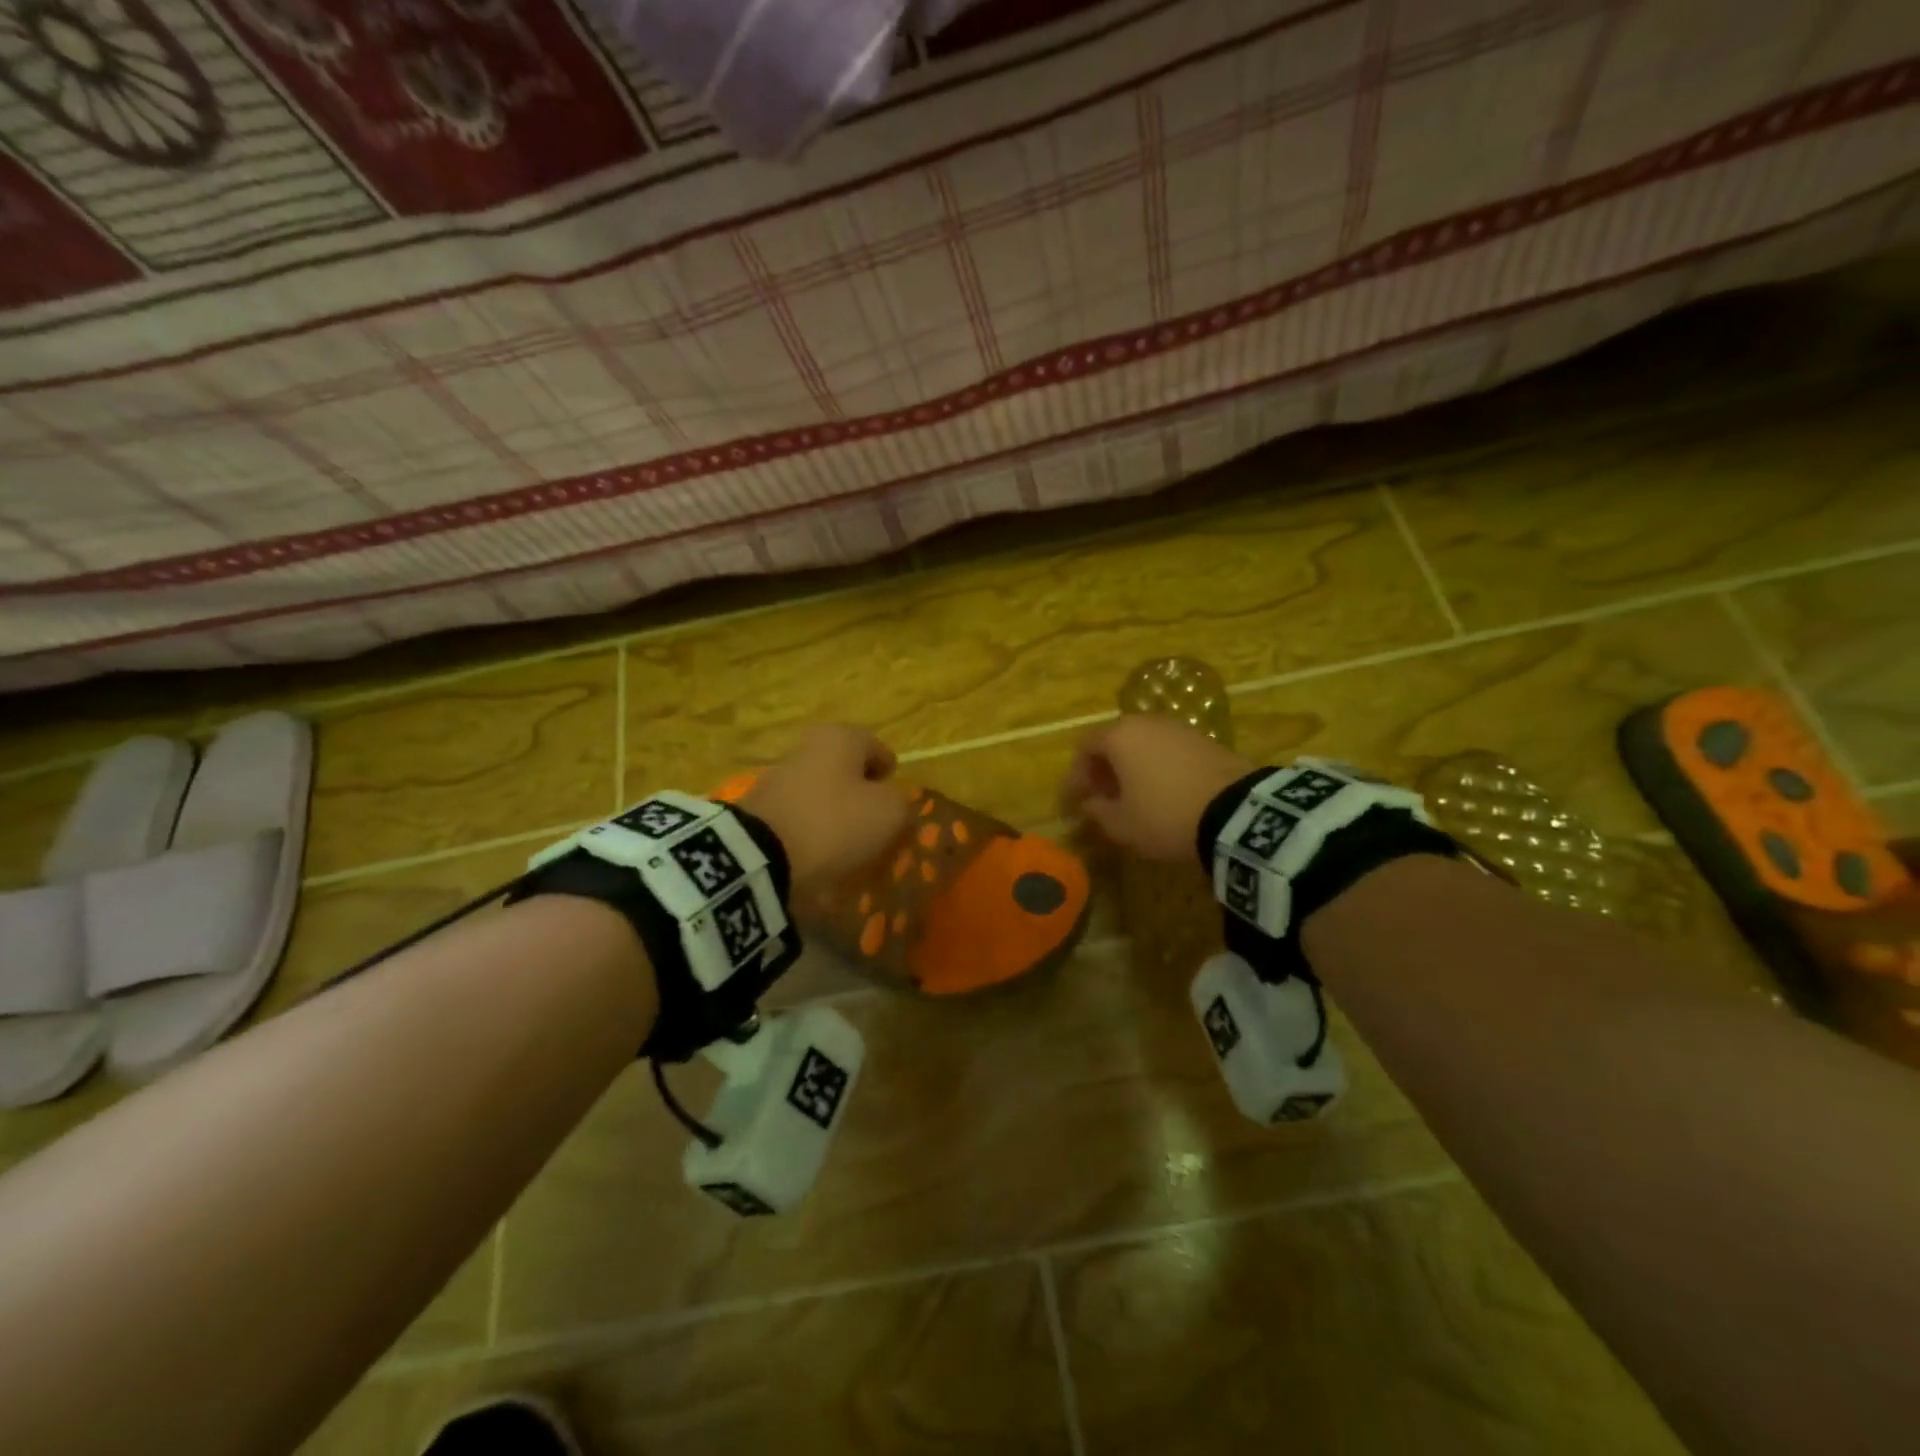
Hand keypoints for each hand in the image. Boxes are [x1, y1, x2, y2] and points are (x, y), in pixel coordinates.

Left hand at [740, 725, 911, 889]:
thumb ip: (901, 804)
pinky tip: (821, 857)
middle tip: (877, 825)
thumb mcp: (889, 814)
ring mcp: (778, 778)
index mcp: (840, 738)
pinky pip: (799, 819)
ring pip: (821, 795)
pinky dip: (812, 833)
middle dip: (862, 795)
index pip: (877, 747)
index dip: (891, 773)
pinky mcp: (760, 811)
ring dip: (836, 815)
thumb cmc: (835, 822)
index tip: (897, 800)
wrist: (759, 856)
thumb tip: (894, 806)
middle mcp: (807, 748)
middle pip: (846, 770)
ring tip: (850, 847)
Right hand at [1063, 716, 1253, 860]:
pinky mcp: (1205, 740)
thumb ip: (1098, 811)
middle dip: (1104, 769)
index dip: (1076, 776)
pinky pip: (1168, 750)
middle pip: (1114, 741)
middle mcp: (1146, 722)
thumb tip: (1091, 803)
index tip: (1076, 802)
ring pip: (1143, 744)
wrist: (1236, 813)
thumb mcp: (1122, 825)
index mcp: (1119, 736)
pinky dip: (1157, 767)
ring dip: (1131, 767)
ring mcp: (1179, 728)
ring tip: (1133, 797)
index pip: (1085, 748)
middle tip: (1102, 797)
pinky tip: (1162, 792)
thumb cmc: (1164, 816)